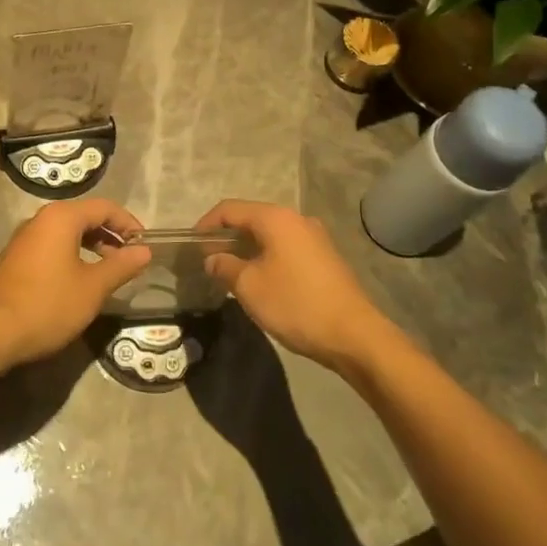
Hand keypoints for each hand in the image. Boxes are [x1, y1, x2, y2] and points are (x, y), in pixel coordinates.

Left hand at [0, 198, 150, 368]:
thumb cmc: (49, 304)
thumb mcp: (93, 288)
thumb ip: (121, 266)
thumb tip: (144, 251)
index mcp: (61, 217)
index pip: (104, 207)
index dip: (128, 223)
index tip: (144, 245)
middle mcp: (40, 219)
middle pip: (84, 216)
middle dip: (110, 235)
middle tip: (128, 260)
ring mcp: (24, 238)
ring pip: (66, 232)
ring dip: (91, 246)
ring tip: (107, 272)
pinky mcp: (14, 258)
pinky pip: (51, 246)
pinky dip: (71, 255)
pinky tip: (78, 281)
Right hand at [196, 200, 391, 371]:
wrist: (355, 336)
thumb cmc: (296, 304)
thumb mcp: (249, 287)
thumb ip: (225, 266)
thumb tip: (212, 259)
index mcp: (276, 218)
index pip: (230, 209)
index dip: (206, 224)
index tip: (191, 246)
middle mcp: (296, 219)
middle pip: (251, 218)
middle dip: (226, 237)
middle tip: (208, 260)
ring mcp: (314, 237)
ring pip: (270, 234)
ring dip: (247, 248)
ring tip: (231, 271)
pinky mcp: (325, 257)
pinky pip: (286, 247)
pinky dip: (267, 256)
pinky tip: (261, 279)